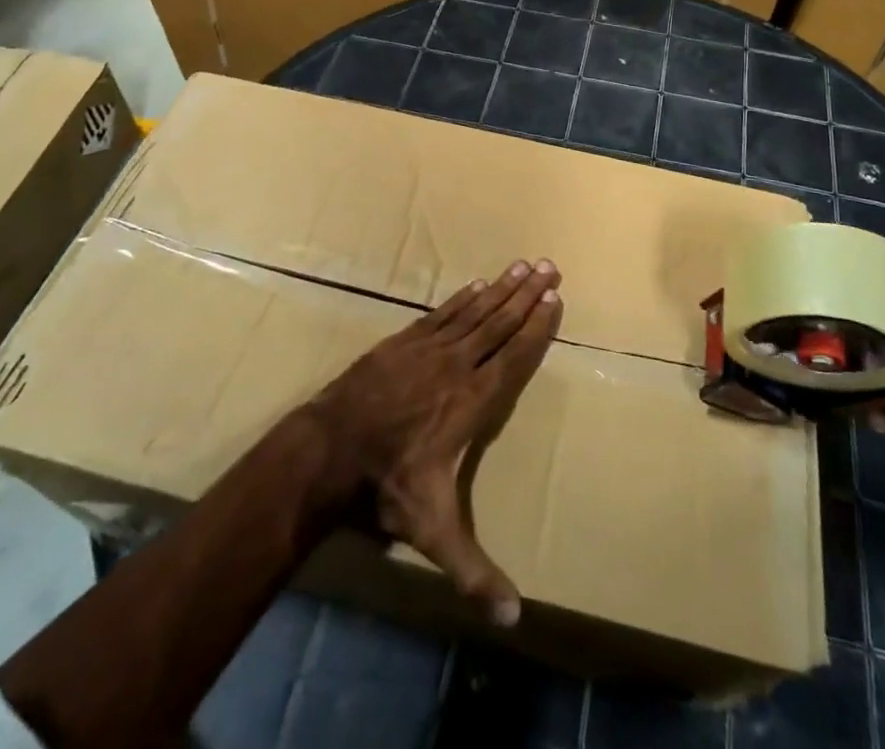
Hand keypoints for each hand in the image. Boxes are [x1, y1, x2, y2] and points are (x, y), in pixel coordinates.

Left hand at [308, 259, 562, 626]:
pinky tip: (477, 285)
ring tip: (522, 265)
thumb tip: (514, 619)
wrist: (329, 449)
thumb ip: (473, 569)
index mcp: (473, 401)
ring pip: (475, 312)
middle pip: (500, 323)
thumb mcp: (434, 532)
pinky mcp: (403, 342)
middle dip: (527, 294)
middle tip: (549, 266)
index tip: (555, 298)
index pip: (514, 355)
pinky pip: (442, 313)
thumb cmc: (388, 486)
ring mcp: (429, 348)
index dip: (537, 326)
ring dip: (501, 288)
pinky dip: (463, 298)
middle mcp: (458, 365)